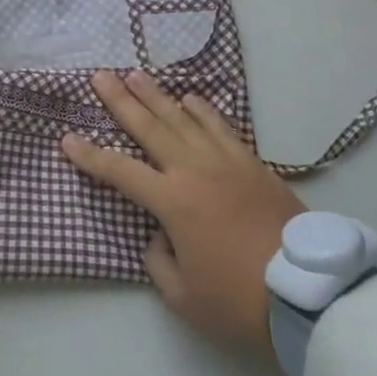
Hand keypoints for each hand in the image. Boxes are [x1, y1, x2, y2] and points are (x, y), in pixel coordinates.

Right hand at [62, 70, 303, 350]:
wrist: (309, 293)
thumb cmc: (239, 300)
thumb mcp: (184, 298)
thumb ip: (159, 261)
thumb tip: (159, 233)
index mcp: (172, 202)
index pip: (119, 171)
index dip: (90, 155)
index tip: (67, 138)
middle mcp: (193, 170)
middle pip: (149, 127)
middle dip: (120, 100)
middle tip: (101, 76)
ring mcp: (225, 161)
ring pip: (183, 118)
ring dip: (157, 95)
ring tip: (136, 75)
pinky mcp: (252, 163)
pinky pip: (221, 127)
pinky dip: (202, 110)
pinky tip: (190, 99)